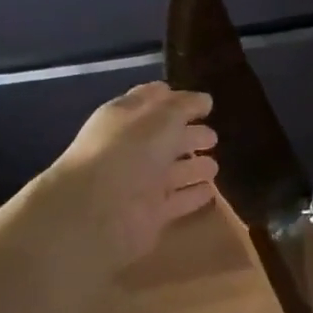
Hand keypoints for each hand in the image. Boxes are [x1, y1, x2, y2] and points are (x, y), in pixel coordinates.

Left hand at [38, 82, 218, 268]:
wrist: (97, 212)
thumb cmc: (130, 151)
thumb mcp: (163, 116)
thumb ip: (186, 105)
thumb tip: (204, 100)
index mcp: (125, 119)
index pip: (151, 101)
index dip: (174, 99)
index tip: (202, 102)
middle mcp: (132, 149)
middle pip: (166, 138)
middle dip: (190, 135)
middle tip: (214, 137)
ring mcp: (141, 183)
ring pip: (174, 171)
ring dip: (195, 167)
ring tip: (215, 167)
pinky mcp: (151, 213)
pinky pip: (178, 201)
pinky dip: (194, 195)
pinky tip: (211, 191)